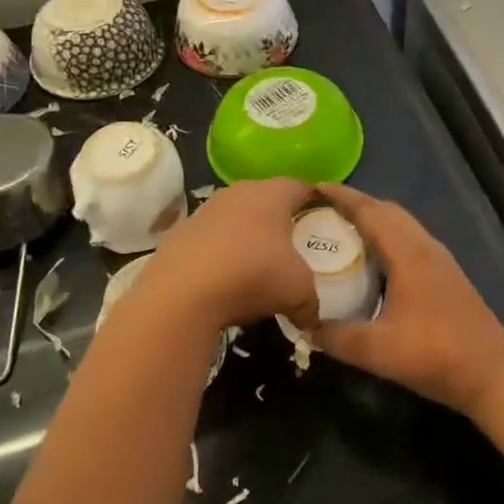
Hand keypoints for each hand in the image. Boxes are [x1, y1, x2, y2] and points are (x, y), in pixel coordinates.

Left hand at [127, 177, 318, 334]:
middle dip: (280, 219)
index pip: (301, 187)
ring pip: (236, 216)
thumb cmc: (252, 275)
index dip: (315, 202)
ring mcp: (205, 210)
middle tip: (293, 244)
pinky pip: (210, 238)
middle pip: (267, 198)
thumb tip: (312, 317)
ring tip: (256, 263)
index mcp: (272, 194)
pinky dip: (220, 252)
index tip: (323, 221)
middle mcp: (238, 192)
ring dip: (247, 235)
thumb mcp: (298, 292)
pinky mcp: (180, 232)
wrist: (180, 294)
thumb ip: (311, 301)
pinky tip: (223, 278)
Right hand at [304, 184, 503, 416]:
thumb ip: (337, 337)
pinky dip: (386, 236)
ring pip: (401, 225)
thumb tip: (304, 326)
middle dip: (354, 204)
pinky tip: (372, 260)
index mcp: (409, 253)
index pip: (370, 211)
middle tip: (320, 210)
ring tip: (340, 230)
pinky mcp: (445, 274)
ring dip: (372, 219)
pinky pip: (409, 240)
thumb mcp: (378, 351)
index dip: (341, 197)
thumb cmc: (435, 355)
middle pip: (387, 210)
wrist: (491, 373)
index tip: (312, 188)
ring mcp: (439, 259)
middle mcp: (425, 246)